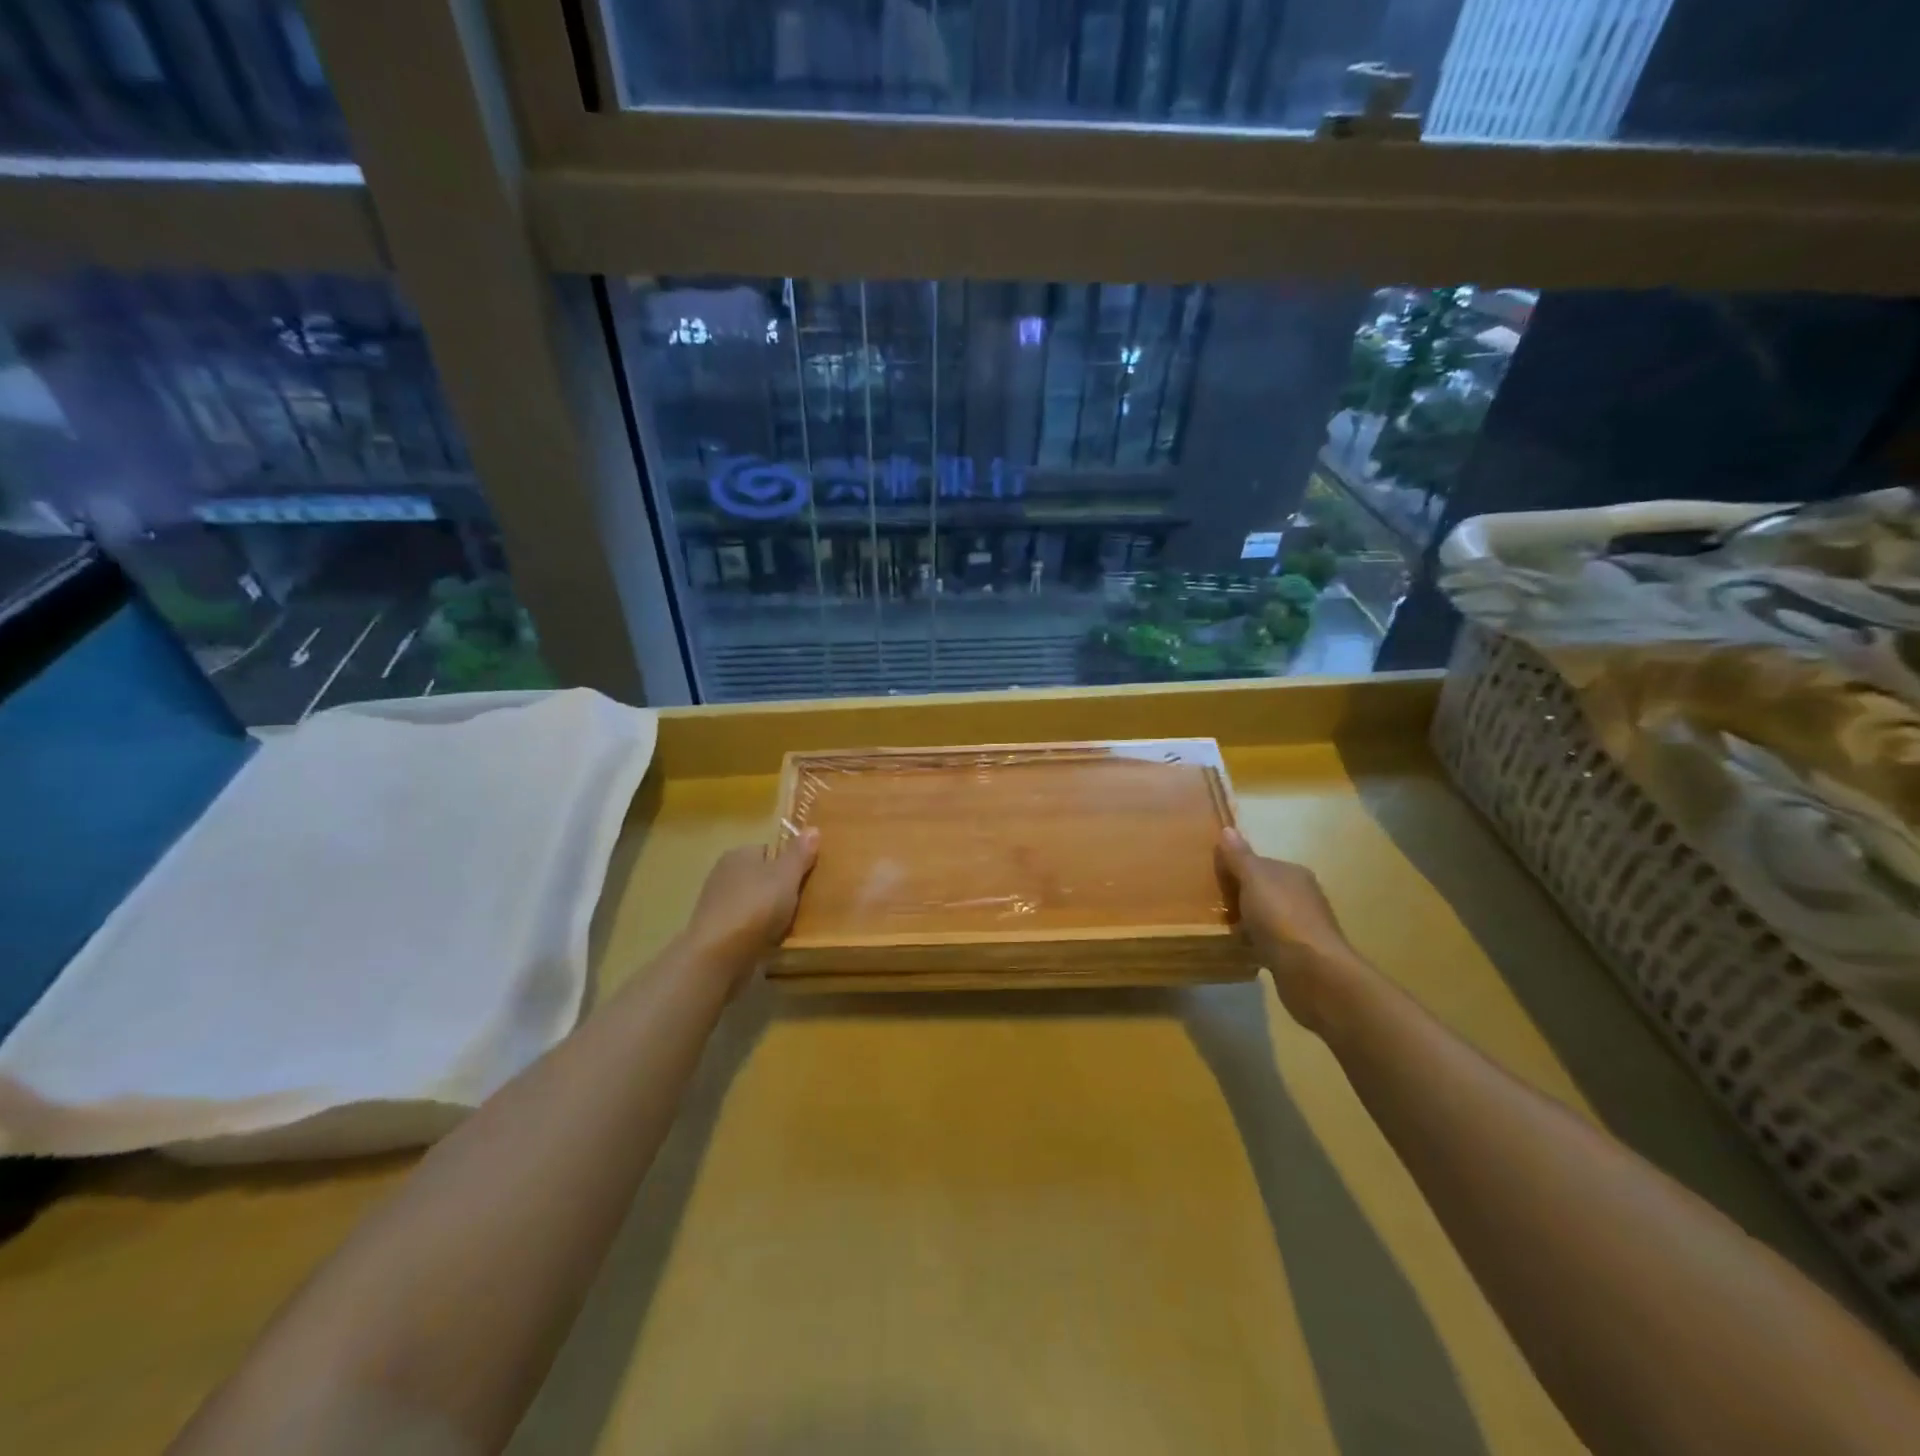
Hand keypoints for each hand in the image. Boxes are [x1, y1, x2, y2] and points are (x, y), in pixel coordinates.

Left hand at [682, 829, 819, 979]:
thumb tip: (813, 828)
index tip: (805, 880)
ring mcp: (716, 904)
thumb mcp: (786, 876)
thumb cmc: (756, 908)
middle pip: (760, 877)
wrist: (718, 956)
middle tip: (802, 904)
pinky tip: (769, 941)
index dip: (789, 864)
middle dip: (778, 889)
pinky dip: (756, 931)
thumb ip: (800, 854)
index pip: (769, 851)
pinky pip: (744, 925)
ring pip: (753, 902)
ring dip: (768, 912)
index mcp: (738, 854)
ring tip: (789, 925)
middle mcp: (723, 873)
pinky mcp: (714, 931)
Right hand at [1215, 827, 1367, 1036]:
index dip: (1236, 868)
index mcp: (1293, 874)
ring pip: (1266, 916)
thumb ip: (1240, 857)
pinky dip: (1254, 942)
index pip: (1260, 863)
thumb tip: (1227, 830)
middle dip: (1240, 894)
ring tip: (1220, 926)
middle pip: (1263, 889)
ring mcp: (1302, 927)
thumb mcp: (1254, 880)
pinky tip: (1238, 948)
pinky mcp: (1298, 955)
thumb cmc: (1281, 918)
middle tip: (1211, 903)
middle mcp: (1302, 896)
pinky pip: (1269, 941)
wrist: (1313, 973)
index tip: (1211, 878)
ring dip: (1247, 920)